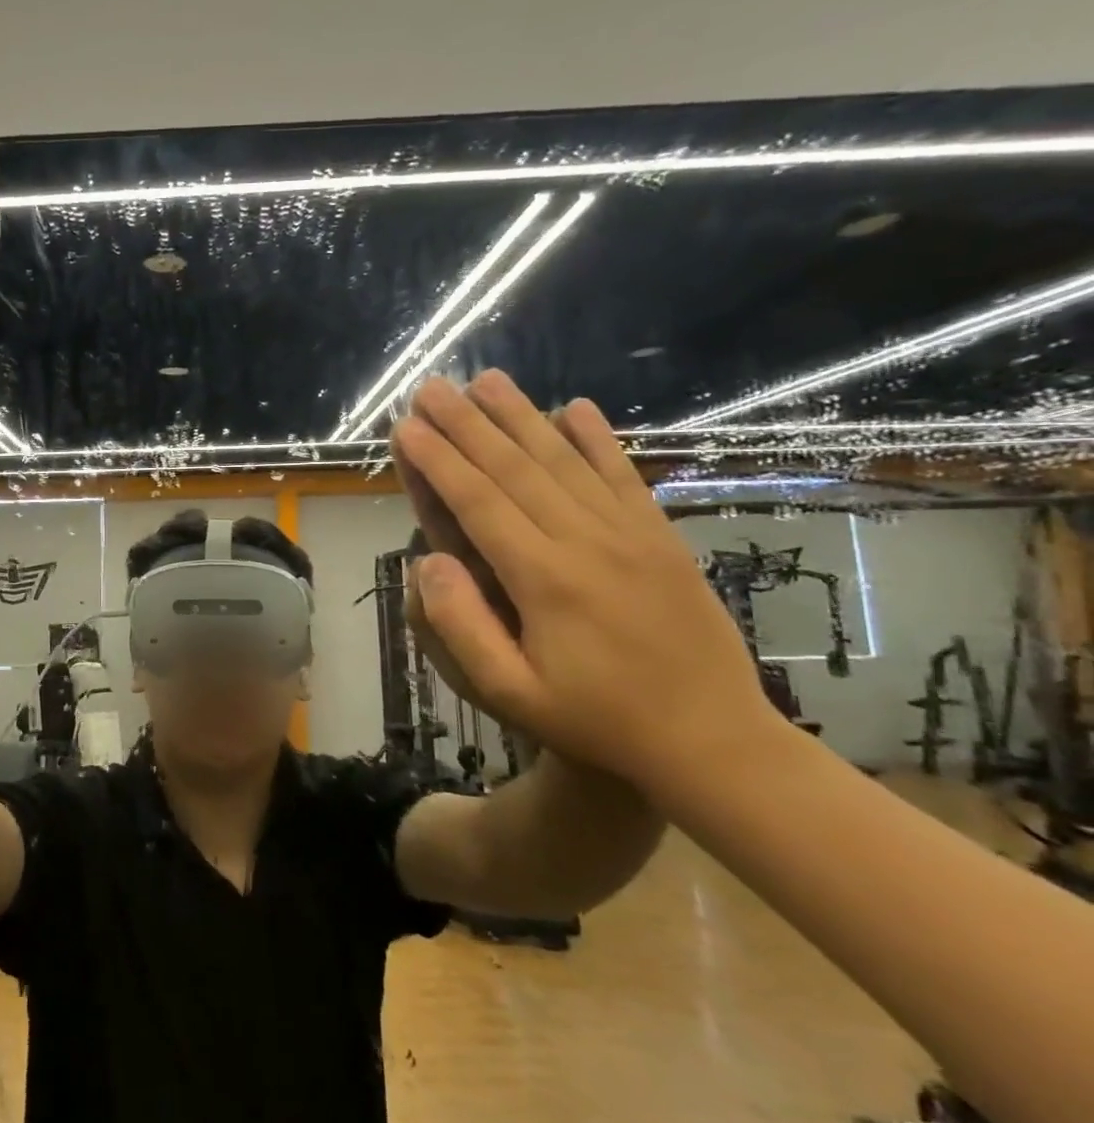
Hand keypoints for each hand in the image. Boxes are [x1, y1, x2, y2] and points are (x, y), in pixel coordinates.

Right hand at [390, 371, 774, 786]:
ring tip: (487, 380)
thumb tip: (424, 560)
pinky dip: (597, 438)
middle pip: (514, 468)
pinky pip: (623, 475)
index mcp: (543, 578)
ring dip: (521, 416)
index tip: (407, 427)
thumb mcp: (512, 693)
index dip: (438, 461)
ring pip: (564, 460)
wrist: (714, 741)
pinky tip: (575, 407)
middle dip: (467, 424)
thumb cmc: (598, 721)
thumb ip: (462, 626)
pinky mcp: (660, 537)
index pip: (478, 502)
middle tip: (431, 387)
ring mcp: (629, 533)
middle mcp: (585, 540)